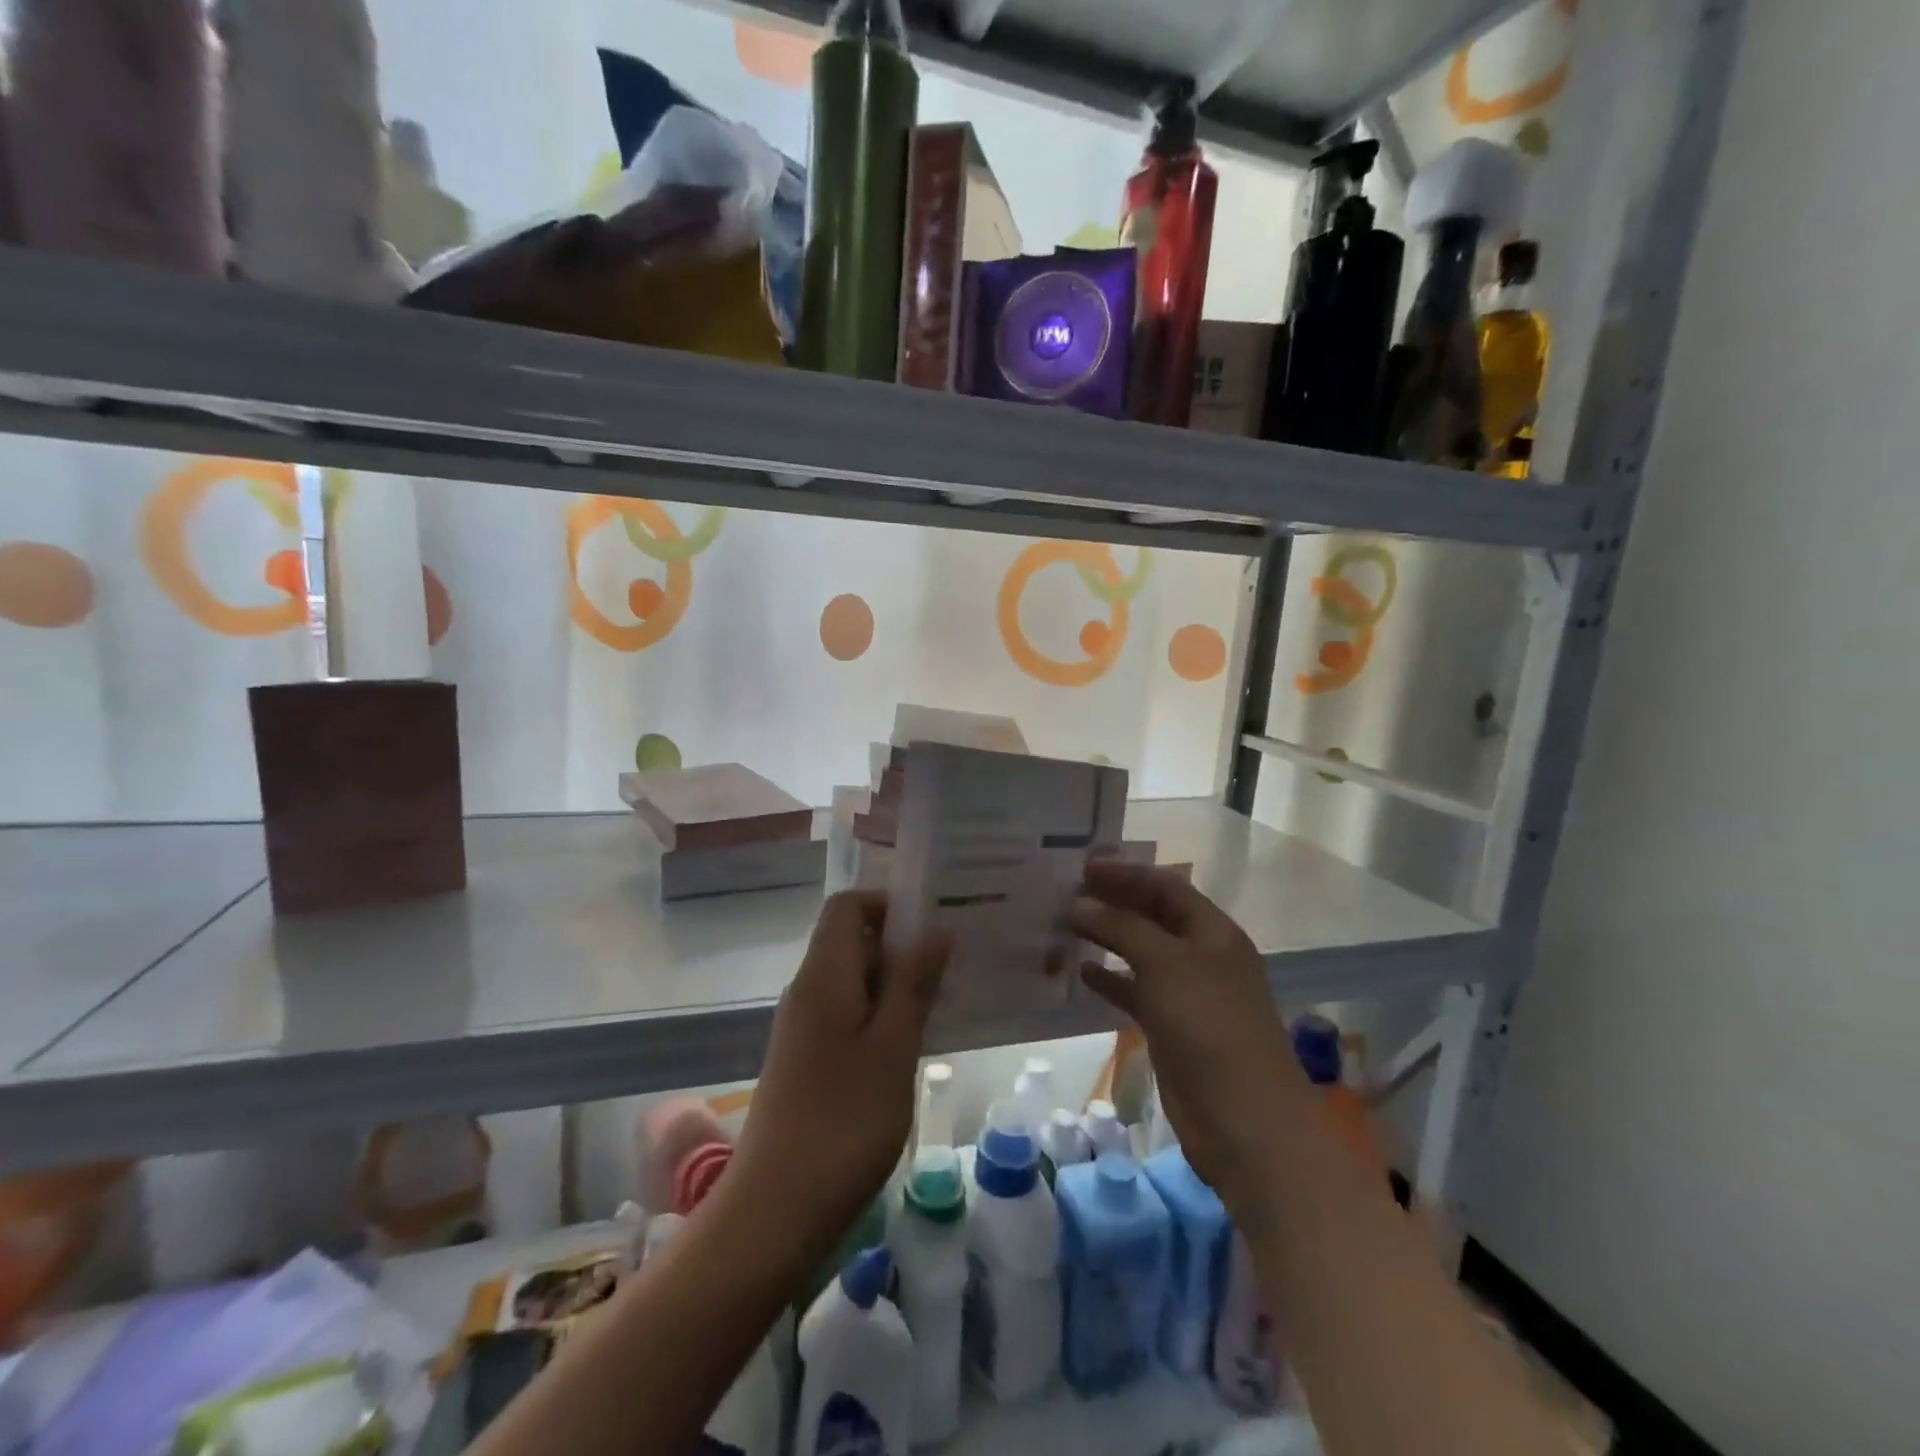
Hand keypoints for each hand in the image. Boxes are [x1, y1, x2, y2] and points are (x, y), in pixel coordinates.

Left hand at [728, 890, 951, 1262]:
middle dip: (901, 945)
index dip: (889, 903)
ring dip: (895, 984)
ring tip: (941, 1004)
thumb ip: (914, 983)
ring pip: (853, 981)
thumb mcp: (893, 1046)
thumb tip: (936, 929)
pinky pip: (847, 1016)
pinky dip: (880, 1016)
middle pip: (851, 940)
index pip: (847, 905)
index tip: (934, 924)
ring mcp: (803, 1028)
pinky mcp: (806, 1061)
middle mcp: (807, 990)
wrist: (775, 1211)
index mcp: (824, 975)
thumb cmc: (844, 1120)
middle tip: (952, 966)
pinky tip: (911, 1045)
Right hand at [1069, 861, 1307, 1211]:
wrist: (1243, 1120)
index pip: (1166, 886)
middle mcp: (1201, 956)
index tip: (1083, 866)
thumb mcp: (1166, 964)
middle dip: (1112, 901)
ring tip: (1065, 925)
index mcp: (1213, 931)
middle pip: (1152, 916)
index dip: (1126, 873)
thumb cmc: (1210, 1026)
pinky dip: (1109, 980)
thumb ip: (1121, 927)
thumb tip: (1077, 902)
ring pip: (1140, 953)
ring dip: (1106, 938)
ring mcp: (1186, 993)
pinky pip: (1134, 992)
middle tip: (1066, 892)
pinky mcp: (1170, 1027)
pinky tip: (1080, 971)